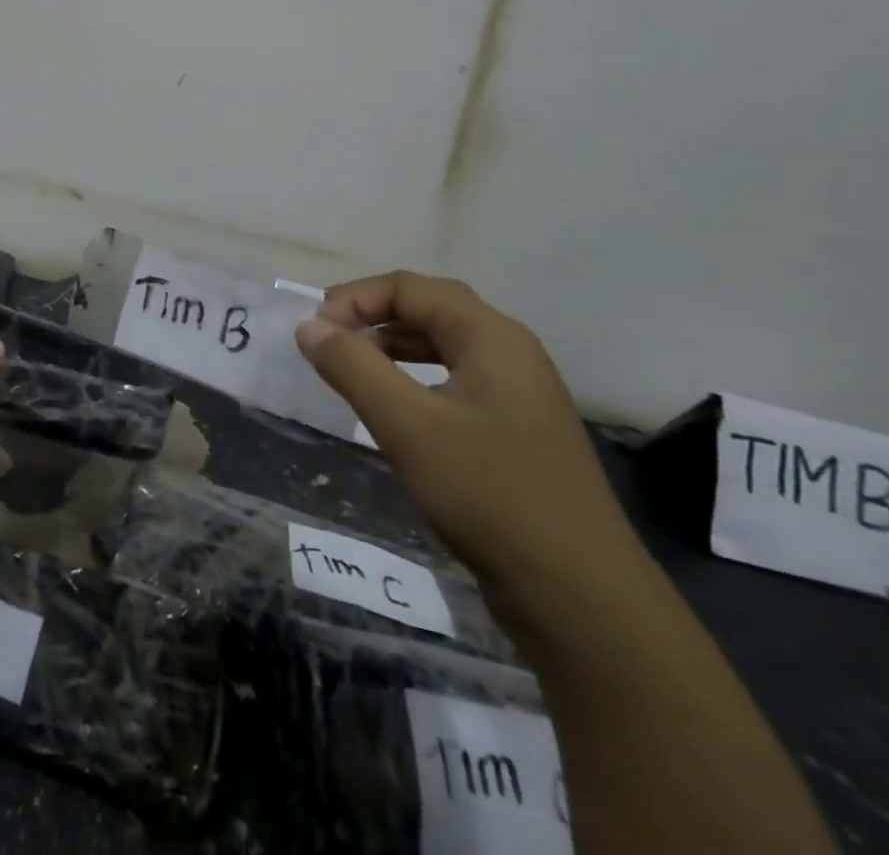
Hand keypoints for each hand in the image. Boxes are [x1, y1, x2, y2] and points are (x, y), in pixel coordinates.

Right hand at [294, 272, 642, 617]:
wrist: (580, 600)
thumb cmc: (491, 495)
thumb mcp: (408, 425)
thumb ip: (353, 367)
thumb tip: (308, 325)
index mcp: (492, 337)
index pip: (411, 288)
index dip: (356, 298)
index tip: (315, 332)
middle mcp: (509, 354)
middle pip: (429, 309)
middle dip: (371, 316)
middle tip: (325, 341)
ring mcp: (516, 395)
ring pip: (440, 347)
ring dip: (389, 347)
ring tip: (348, 368)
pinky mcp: (512, 432)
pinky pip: (451, 382)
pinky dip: (410, 380)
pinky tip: (389, 408)